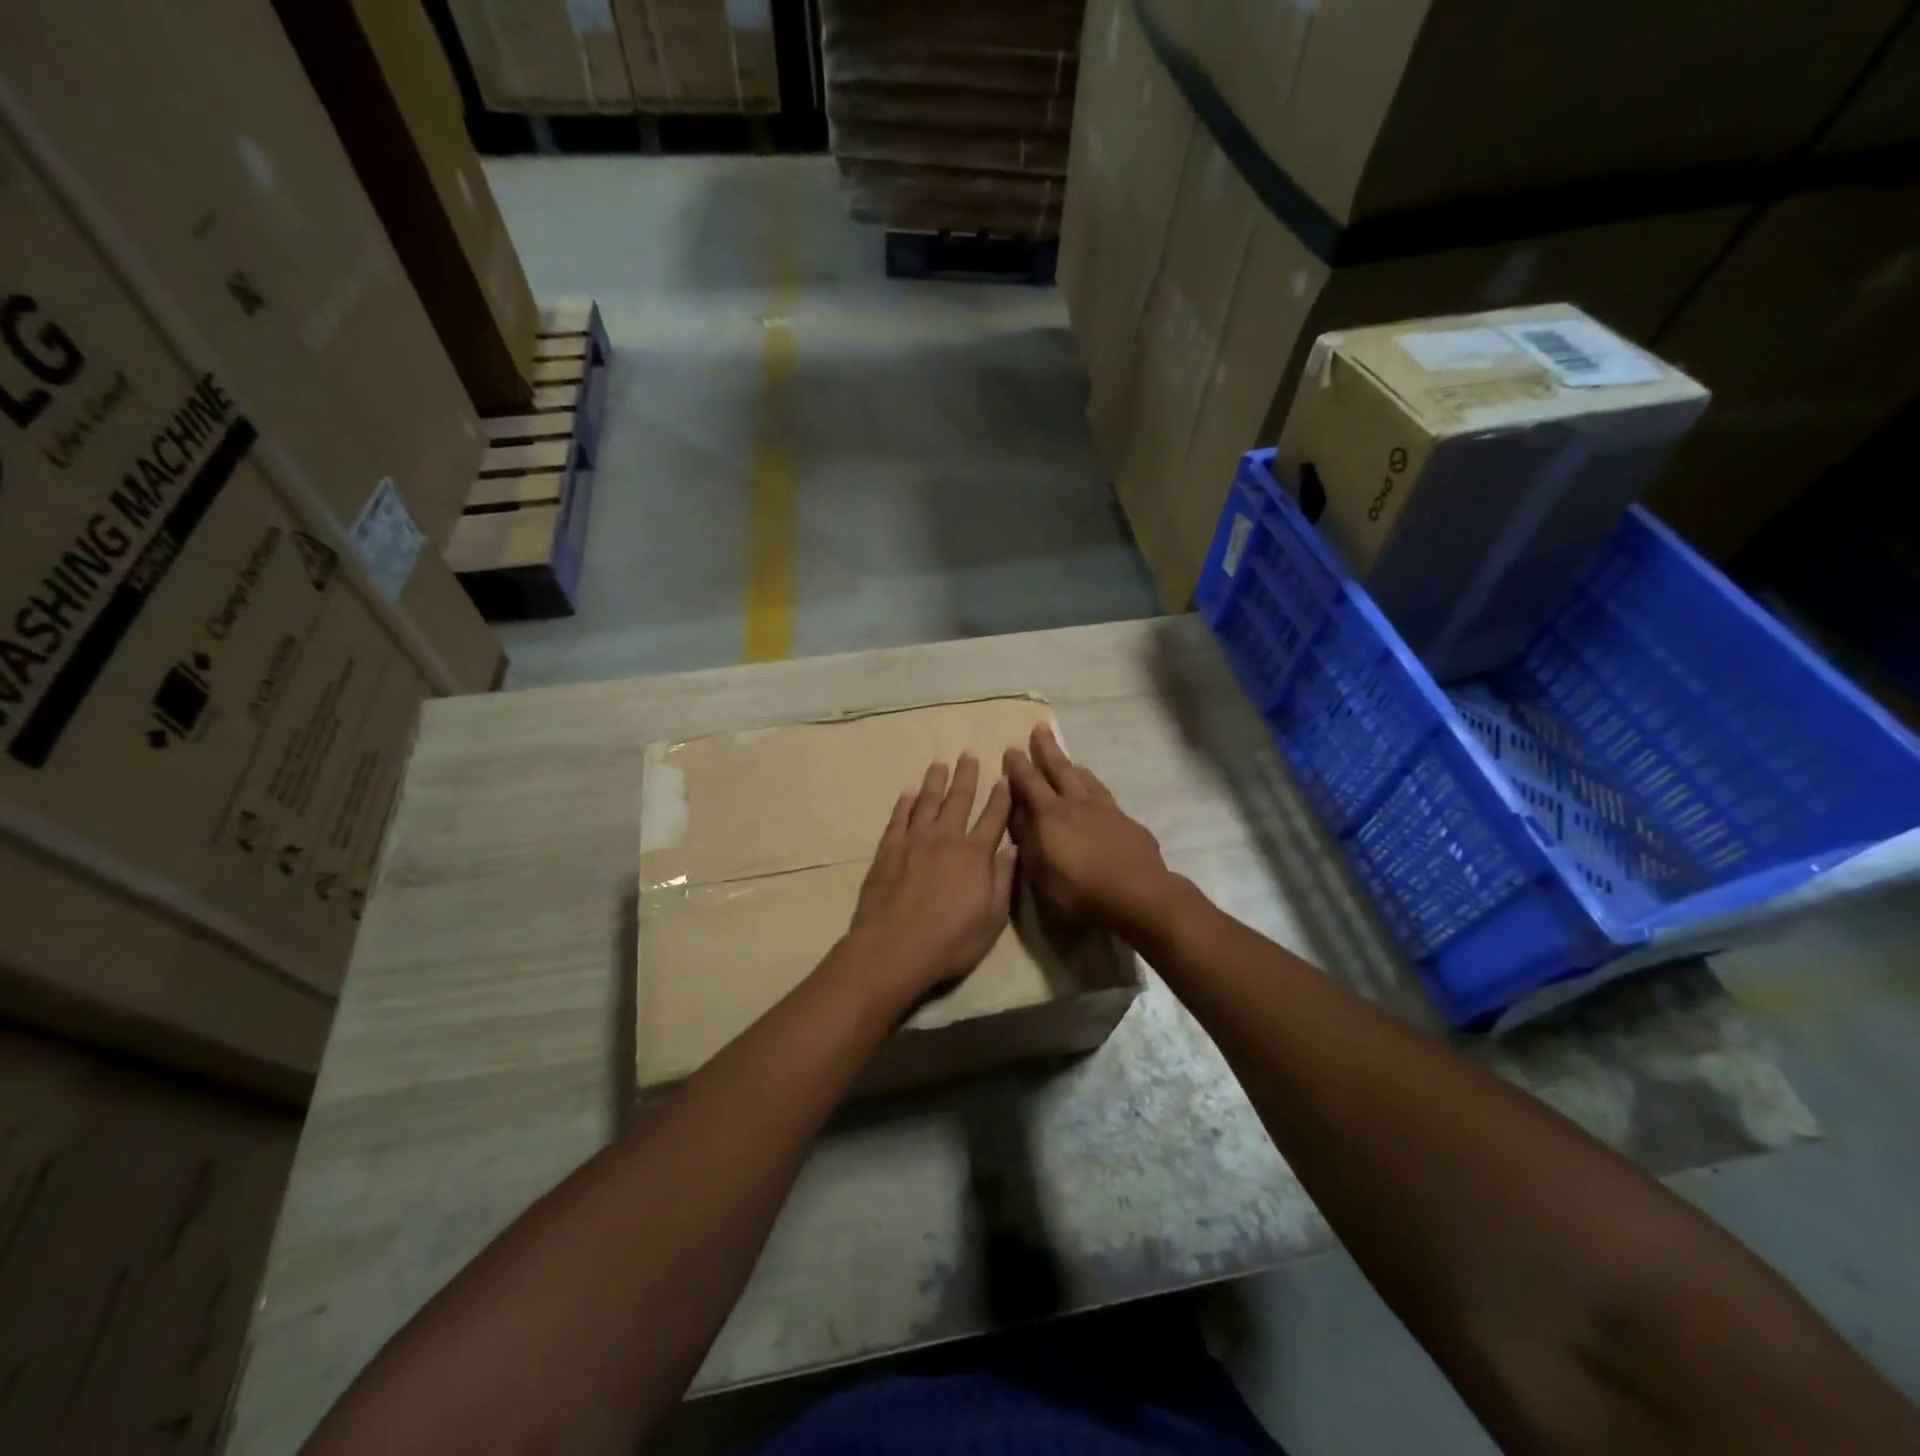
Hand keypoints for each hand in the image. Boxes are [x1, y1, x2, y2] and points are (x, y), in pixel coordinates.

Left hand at [847, 752, 1016, 1002]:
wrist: (894, 948)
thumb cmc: (950, 940)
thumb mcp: (992, 918)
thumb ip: (1003, 880)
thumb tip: (1013, 848)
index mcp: (975, 854)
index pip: (994, 817)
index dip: (1002, 796)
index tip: (1005, 777)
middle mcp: (946, 838)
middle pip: (959, 799)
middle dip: (967, 775)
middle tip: (969, 753)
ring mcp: (914, 841)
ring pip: (926, 802)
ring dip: (934, 781)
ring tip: (939, 764)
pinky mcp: (888, 850)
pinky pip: (898, 819)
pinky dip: (904, 804)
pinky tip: (907, 792)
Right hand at [1003, 726, 1171, 936]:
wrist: (1138, 895)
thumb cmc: (1079, 890)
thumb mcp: (1039, 871)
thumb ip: (1027, 839)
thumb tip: (1018, 814)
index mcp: (1051, 815)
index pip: (1029, 783)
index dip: (1018, 766)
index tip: (1011, 748)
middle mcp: (1078, 804)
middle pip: (1061, 769)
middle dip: (1048, 749)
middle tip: (1040, 728)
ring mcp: (1107, 811)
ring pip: (1088, 781)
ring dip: (1075, 768)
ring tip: (1071, 761)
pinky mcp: (1129, 824)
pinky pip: (1108, 799)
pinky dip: (1097, 792)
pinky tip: (1100, 800)